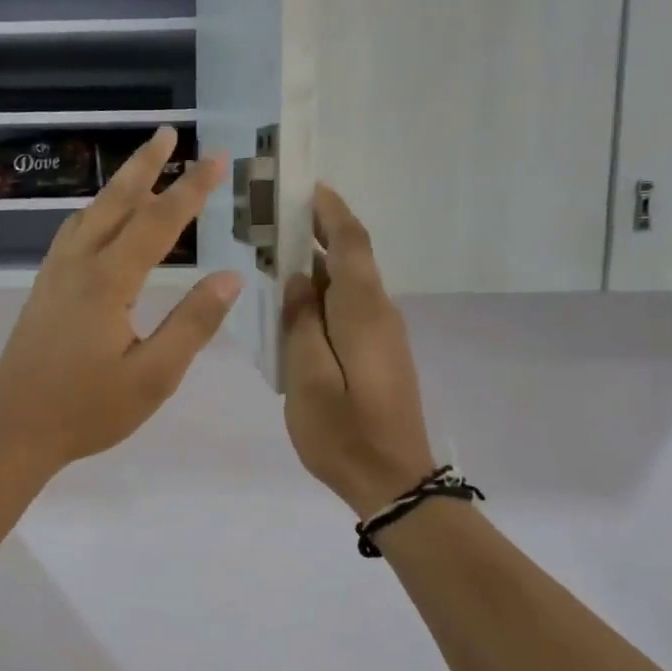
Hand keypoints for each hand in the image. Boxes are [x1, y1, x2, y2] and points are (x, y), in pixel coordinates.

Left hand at [0, 127, 242, 472]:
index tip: (217, 159)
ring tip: (140, 167)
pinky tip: (98, 221)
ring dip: (117, 186)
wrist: (14, 430)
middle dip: (145, 166)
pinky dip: (93, 212)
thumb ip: (192, 325)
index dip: (190, 190)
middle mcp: (78, 266)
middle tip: (168, 134)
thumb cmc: (87, 410)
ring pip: (88, 214)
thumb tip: (229, 278)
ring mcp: (54, 276)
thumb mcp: (152, 377)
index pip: (158, 223)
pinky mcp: (42, 290)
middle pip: (115, 202)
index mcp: (108, 282)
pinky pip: (71, 234)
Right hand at [281, 184, 436, 516]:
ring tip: (277, 258)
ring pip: (350, 285)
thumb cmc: (344, 432)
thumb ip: (300, 323)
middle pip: (353, 258)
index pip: (352, 242)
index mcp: (363, 311)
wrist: (394, 483)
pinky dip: (325, 296)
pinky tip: (297, 307)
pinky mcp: (381, 355)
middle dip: (319, 233)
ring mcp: (384, 335)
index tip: (308, 187)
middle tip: (276, 221)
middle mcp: (380, 313)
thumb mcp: (307, 379)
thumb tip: (300, 280)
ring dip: (319, 266)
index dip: (332, 211)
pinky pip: (350, 309)